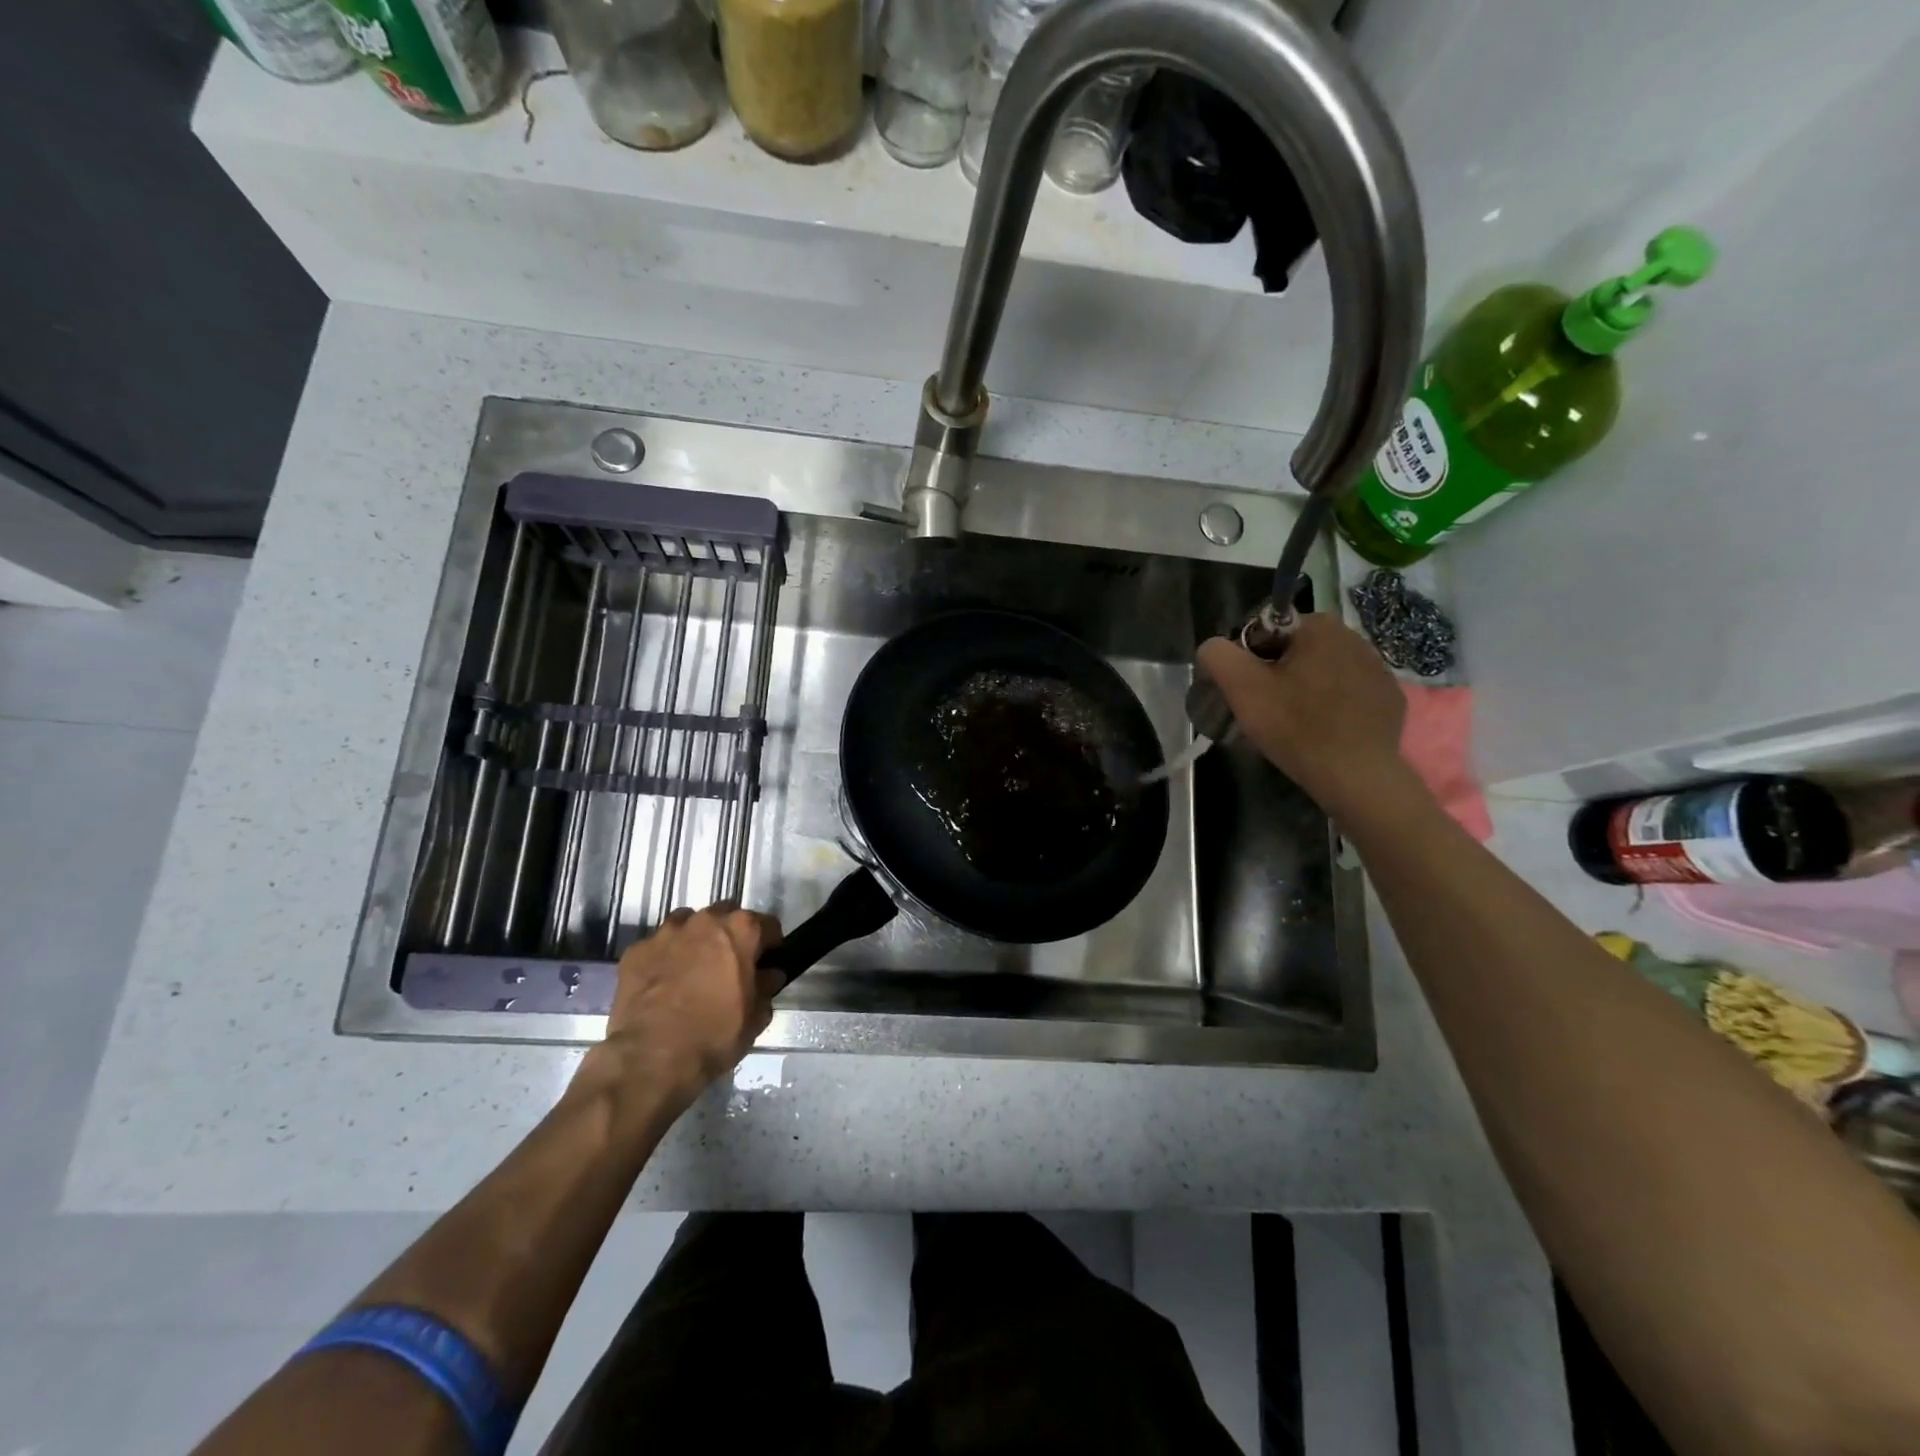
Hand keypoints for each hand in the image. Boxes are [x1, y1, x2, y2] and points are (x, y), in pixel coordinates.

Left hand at [592, 906, 783, 1111]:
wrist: (653, 1058)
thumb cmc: (715, 1035)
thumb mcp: (755, 1017)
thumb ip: (766, 988)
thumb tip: (769, 976)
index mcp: (740, 930)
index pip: (767, 925)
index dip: (770, 944)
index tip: (767, 962)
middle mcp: (704, 920)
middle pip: (725, 915)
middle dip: (731, 934)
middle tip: (730, 964)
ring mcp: (666, 933)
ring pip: (687, 924)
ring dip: (695, 940)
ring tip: (693, 969)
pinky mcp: (636, 951)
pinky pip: (657, 946)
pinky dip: (664, 958)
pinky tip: (663, 984)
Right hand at [1196, 614, 1421, 821]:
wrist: (1356, 775)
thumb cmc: (1295, 726)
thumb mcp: (1241, 688)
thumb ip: (1218, 655)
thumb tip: (1214, 648)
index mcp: (1319, 626)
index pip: (1267, 632)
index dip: (1249, 661)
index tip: (1249, 692)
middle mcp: (1354, 636)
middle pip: (1296, 650)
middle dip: (1278, 674)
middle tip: (1268, 710)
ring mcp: (1378, 667)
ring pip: (1323, 670)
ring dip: (1306, 688)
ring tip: (1296, 723)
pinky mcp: (1390, 697)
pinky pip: (1350, 693)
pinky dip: (1334, 705)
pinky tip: (1325, 730)